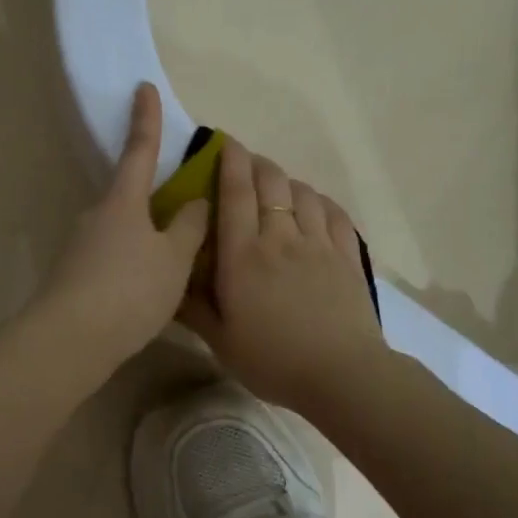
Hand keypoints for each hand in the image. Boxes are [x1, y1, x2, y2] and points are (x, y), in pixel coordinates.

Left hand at [37, 83, 210, 374]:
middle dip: (155, 197)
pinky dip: (134, 262)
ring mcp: (81, 246)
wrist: (71, 341)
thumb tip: (195, 202)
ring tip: (177, 264)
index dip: (146, 118)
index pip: (139, 149)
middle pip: (131, 195)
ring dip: (147, 238)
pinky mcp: (75, 276)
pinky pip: (113, 257)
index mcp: (122, 201)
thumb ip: (189, 228)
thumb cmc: (129, 290)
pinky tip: (149, 289)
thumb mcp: (173, 260)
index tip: (143, 87)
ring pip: (123, 231)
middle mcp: (96, 215)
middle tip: (186, 211)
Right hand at [179, 141, 386, 414]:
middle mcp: (280, 238)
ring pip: (303, 193)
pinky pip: (335, 214)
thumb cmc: (272, 360)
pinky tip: (315, 206)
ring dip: (287, 181)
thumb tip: (170, 279)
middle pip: (270, 182)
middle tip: (245, 164)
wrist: (341, 375)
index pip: (234, 192)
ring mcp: (319, 244)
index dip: (229, 160)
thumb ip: (193, 307)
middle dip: (256, 164)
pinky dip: (321, 202)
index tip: (223, 142)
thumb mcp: (220, 340)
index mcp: (243, 255)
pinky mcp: (347, 257)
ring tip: (278, 186)